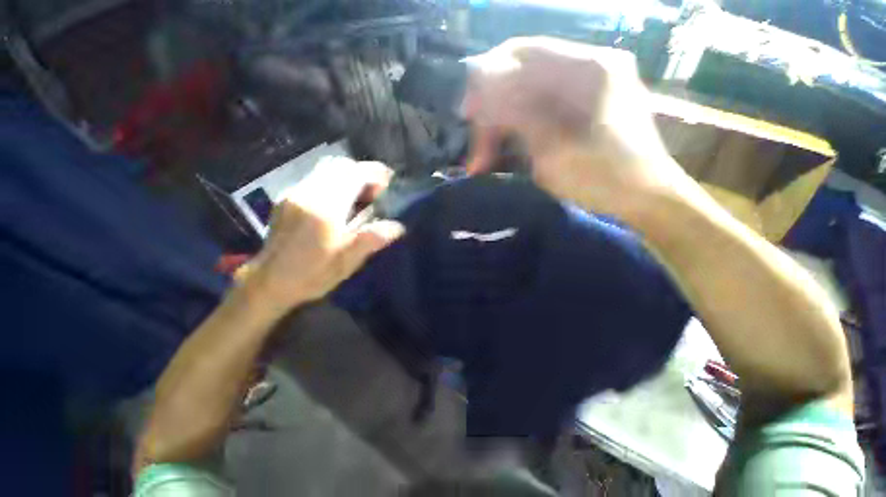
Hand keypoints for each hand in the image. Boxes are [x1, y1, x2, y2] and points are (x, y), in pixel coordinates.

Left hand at [243, 157, 403, 313]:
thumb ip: (371, 240)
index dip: (374, 173)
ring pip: (326, 170)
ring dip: (348, 177)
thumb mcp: (346, 262)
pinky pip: (316, 179)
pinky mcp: (288, 199)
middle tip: (377, 192)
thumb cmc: (311, 275)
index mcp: (324, 208)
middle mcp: (308, 193)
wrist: (268, 283)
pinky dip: (335, 182)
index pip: (352, 175)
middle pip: (339, 166)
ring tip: (361, 196)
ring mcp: (295, 193)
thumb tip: (398, 227)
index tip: (389, 181)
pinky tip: (341, 203)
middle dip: (362, 173)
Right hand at [465, 37, 687, 215]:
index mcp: (587, 68)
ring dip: (501, 127)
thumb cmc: (602, 176)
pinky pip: (538, 111)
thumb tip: (481, 81)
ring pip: (527, 97)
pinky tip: (505, 153)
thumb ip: (517, 111)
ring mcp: (586, 89)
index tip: (466, 114)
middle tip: (476, 152)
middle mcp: (587, 68)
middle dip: (492, 114)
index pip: (522, 53)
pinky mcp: (582, 110)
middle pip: (522, 77)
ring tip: (485, 160)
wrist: (644, 198)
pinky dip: (516, 132)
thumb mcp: (554, 148)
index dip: (487, 78)